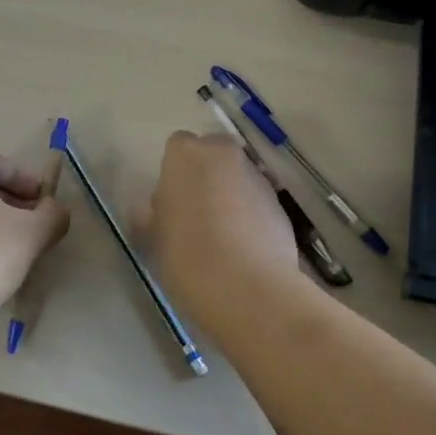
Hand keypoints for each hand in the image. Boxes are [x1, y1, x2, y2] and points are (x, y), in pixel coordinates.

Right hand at [148, 131, 302, 324]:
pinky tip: (244, 246)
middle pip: (213, 154)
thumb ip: (155, 215)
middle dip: (206, 174)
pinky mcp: (280, 203)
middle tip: (196, 211)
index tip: (172, 200)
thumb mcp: (155, 238)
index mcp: (185, 155)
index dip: (175, 172)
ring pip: (238, 176)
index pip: (177, 146)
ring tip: (222, 235)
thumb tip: (156, 210)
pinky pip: (257, 200)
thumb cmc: (187, 256)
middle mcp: (223, 154)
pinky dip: (251, 213)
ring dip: (230, 194)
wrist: (248, 288)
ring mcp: (256, 176)